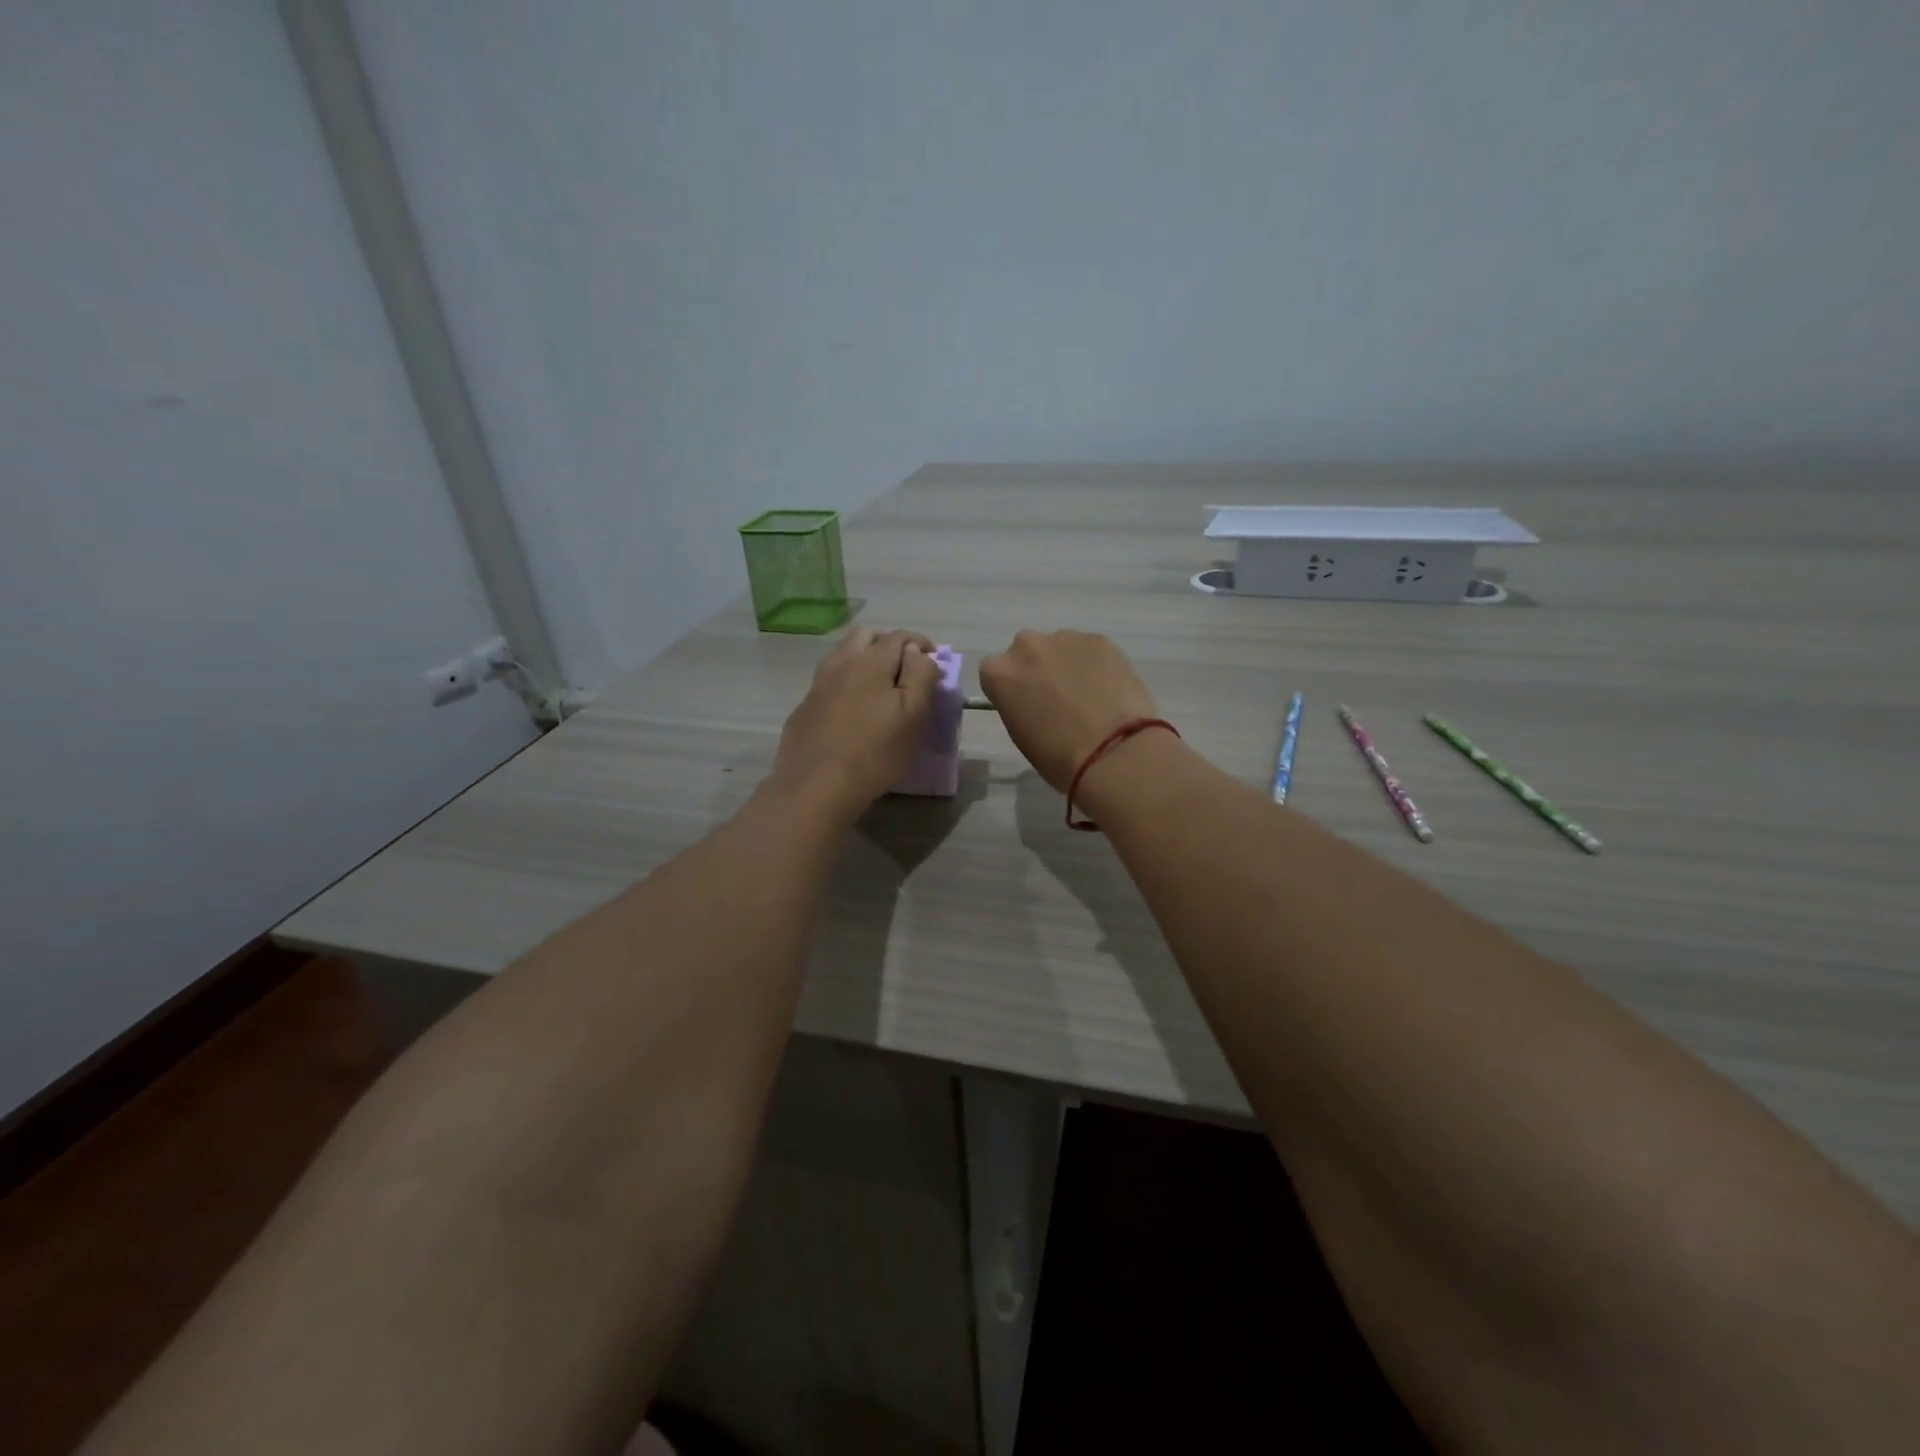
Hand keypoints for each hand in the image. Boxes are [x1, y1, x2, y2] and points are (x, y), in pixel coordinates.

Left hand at [768, 627, 939, 821]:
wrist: (816, 787)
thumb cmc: (875, 753)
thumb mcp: (913, 715)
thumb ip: (920, 676)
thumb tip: (918, 653)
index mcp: (871, 661)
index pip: (900, 637)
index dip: (921, 645)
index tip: (933, 664)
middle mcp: (840, 663)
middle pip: (865, 635)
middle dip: (888, 644)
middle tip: (905, 670)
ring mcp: (817, 684)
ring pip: (843, 656)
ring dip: (864, 661)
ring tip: (879, 689)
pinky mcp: (804, 707)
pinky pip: (829, 682)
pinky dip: (846, 684)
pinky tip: (852, 712)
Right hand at [978, 629, 1159, 791]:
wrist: (1113, 751)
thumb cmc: (1058, 755)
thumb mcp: (1020, 733)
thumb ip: (1018, 704)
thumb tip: (1033, 698)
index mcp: (999, 673)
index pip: (995, 672)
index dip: (1012, 688)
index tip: (1026, 704)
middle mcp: (1026, 646)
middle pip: (1027, 652)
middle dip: (1039, 669)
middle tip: (1058, 697)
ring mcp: (1065, 637)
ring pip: (1061, 647)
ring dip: (1068, 664)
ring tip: (1089, 695)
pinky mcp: (1100, 639)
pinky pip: (1091, 649)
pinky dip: (1096, 664)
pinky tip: (1110, 690)